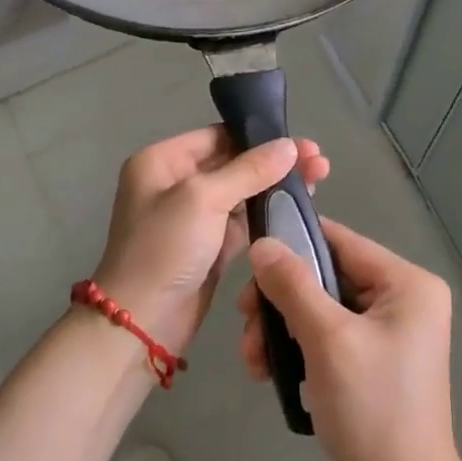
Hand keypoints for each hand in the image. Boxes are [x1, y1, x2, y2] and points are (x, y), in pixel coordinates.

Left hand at [94, 127, 328, 358]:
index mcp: (162, 161)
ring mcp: (193, 216)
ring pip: (243, 192)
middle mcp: (175, 183)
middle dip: (275, 162)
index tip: (300, 142)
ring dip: (276, 186)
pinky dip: (268, 213)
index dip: (259, 136)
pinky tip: (299, 207)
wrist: (142, 324)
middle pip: (234, 162)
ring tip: (318, 179)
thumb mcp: (203, 199)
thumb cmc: (164, 249)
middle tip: (319, 161)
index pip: (217, 136)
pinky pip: (243, 221)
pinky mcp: (209, 245)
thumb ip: (249, 169)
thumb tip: (289, 145)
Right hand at [241, 219, 461, 460]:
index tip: (249, 265)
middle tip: (246, 326)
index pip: (341, 242)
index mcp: (407, 283)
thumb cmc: (372, 409)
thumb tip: (263, 244)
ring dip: (283, 330)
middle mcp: (405, 298)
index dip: (293, 244)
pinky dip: (300, 349)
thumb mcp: (327, 339)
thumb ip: (293, 285)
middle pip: (328, 277)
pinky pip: (331, 336)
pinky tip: (272, 373)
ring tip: (254, 362)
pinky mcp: (378, 360)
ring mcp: (393, 331)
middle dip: (281, 302)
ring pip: (323, 309)